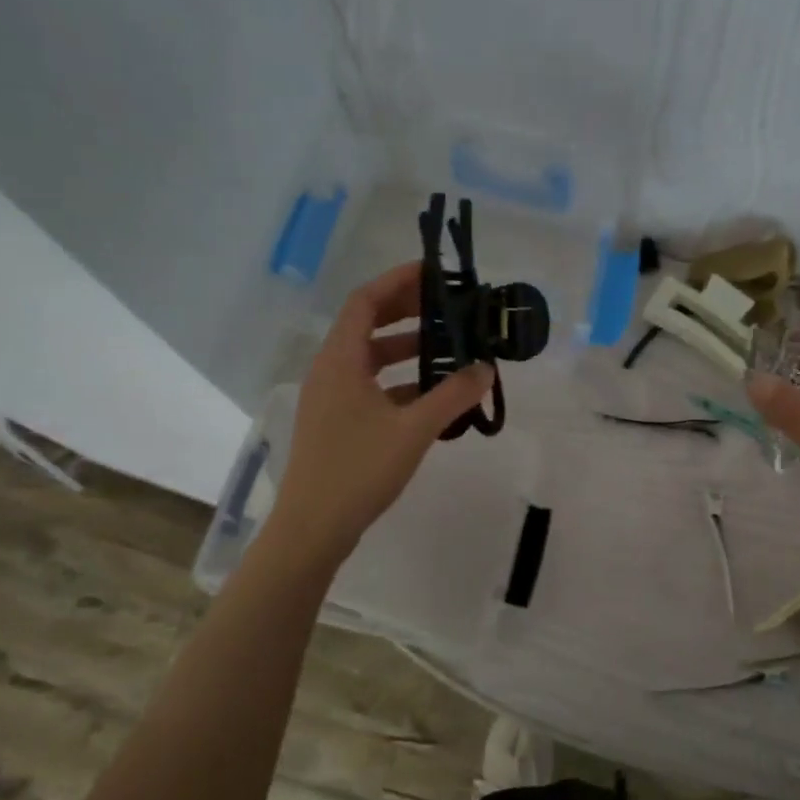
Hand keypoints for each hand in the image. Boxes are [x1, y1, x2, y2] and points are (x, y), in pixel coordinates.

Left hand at [272, 262, 494, 562]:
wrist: (313, 528)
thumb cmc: (358, 470)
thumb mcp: (413, 430)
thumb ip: (452, 396)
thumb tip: (486, 368)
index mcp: (340, 360)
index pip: (365, 301)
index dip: (398, 281)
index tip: (434, 272)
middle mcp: (330, 370)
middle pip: (366, 324)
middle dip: (406, 310)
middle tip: (446, 305)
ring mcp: (329, 398)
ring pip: (369, 357)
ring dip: (404, 347)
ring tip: (446, 347)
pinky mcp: (335, 422)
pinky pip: (368, 385)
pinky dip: (398, 380)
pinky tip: (429, 394)